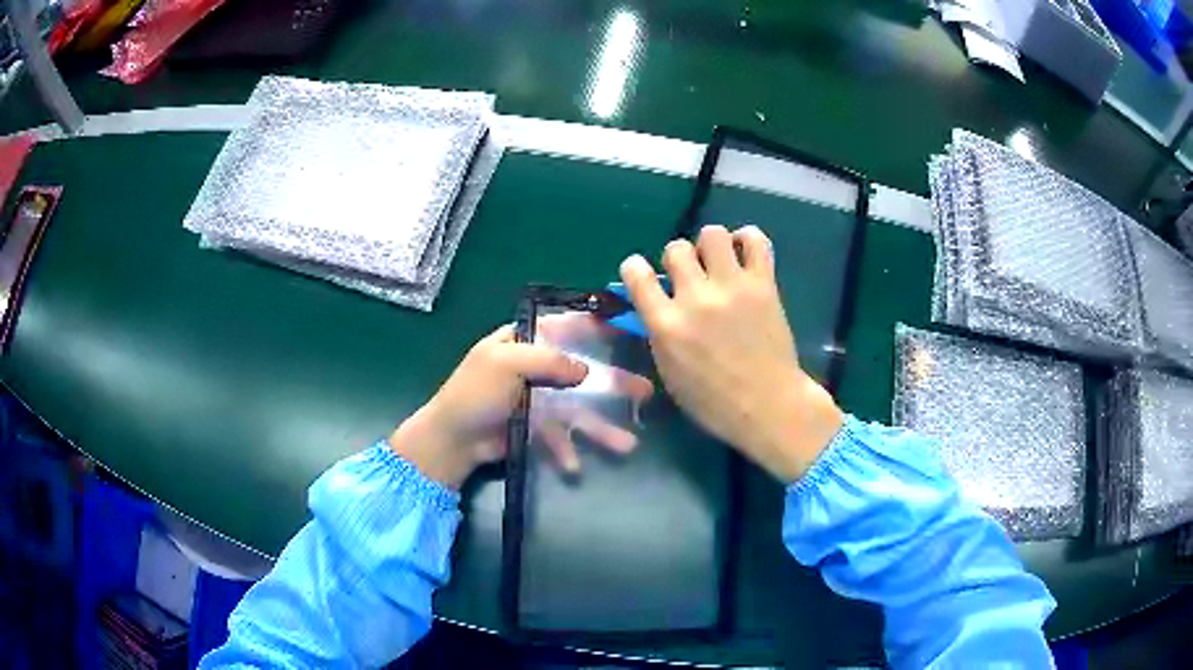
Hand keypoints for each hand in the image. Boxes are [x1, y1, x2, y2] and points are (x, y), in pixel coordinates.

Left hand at [388, 320, 652, 487]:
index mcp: (525, 342)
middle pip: (582, 372)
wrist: (451, 440)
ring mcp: (537, 400)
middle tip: (645, 392)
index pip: (566, 326)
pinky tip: (574, 466)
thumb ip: (547, 361)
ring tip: (627, 444)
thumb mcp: (506, 364)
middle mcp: (536, 368)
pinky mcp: (535, 428)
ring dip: (600, 427)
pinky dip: (566, 450)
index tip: (628, 330)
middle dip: (613, 383)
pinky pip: (559, 437)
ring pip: (577, 409)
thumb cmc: (474, 393)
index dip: (596, 327)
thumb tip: (584, 370)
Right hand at [618, 225, 843, 483]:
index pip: (636, 273)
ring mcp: (732, 287)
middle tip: (691, 278)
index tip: (643, 274)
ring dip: (710, 246)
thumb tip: (656, 306)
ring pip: (712, 234)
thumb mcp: (670, 374)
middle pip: (675, 248)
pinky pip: (755, 240)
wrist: (768, 405)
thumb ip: (659, 334)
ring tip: (719, 264)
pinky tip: (744, 255)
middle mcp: (696, 298)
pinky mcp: (763, 284)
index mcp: (667, 325)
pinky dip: (747, 240)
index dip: (635, 268)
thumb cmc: (714, 402)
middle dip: (678, 259)